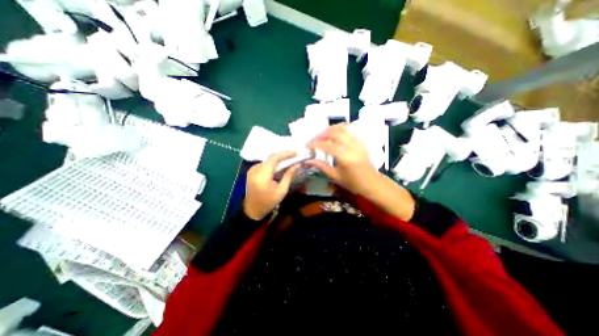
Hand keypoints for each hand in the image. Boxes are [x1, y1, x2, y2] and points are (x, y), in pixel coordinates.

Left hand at [243, 151, 298, 219]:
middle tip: (295, 155)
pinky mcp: (251, 171)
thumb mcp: (281, 191)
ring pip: (268, 160)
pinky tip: (280, 165)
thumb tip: (296, 165)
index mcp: (262, 175)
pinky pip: (264, 164)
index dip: (286, 153)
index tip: (296, 152)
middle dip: (283, 155)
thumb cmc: (268, 202)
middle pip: (271, 157)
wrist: (252, 210)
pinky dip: (273, 163)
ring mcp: (252, 170)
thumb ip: (289, 176)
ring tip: (289, 159)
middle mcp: (255, 169)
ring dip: (278, 159)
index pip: (274, 158)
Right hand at [308, 125, 378, 194]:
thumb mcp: (335, 176)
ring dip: (330, 129)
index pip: (326, 146)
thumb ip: (321, 166)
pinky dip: (340, 129)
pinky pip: (350, 130)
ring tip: (322, 135)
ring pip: (343, 128)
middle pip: (334, 132)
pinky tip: (334, 133)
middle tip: (314, 140)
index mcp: (345, 157)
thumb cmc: (353, 183)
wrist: (372, 183)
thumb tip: (308, 161)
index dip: (315, 145)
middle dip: (321, 134)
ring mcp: (357, 142)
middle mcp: (352, 146)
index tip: (307, 147)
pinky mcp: (360, 141)